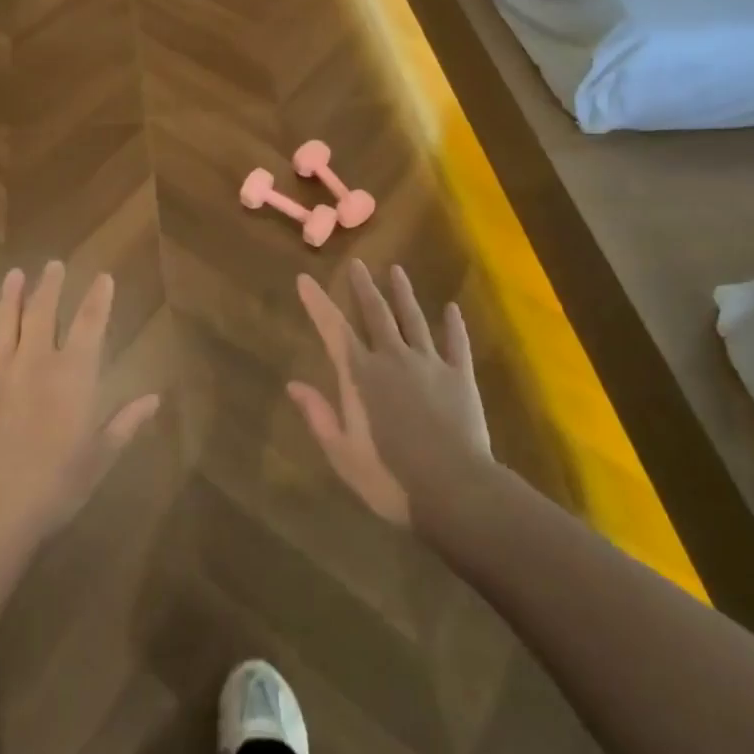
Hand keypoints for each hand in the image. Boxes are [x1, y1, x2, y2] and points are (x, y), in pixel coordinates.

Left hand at [0, 263, 161, 541]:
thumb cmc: (55, 487)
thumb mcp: (100, 458)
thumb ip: (126, 423)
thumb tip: (155, 398)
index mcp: (73, 376)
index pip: (91, 324)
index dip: (98, 298)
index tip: (103, 277)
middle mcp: (35, 364)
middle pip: (43, 313)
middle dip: (50, 286)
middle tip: (53, 264)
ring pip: (4, 326)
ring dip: (10, 299)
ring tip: (13, 275)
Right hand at [290, 260, 491, 527]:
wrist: (454, 490)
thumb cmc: (390, 478)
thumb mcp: (342, 453)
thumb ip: (319, 415)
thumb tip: (293, 384)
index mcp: (361, 376)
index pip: (333, 329)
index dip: (317, 302)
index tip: (304, 278)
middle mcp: (393, 358)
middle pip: (376, 313)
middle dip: (363, 287)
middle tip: (357, 263)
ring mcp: (429, 364)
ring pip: (414, 319)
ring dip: (404, 294)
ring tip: (397, 270)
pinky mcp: (460, 376)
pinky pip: (456, 343)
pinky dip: (454, 325)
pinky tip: (453, 309)